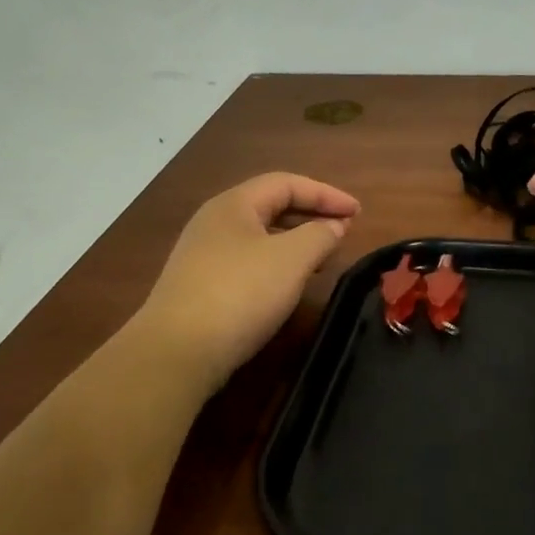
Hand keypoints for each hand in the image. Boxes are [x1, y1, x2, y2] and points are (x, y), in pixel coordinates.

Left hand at [136, 173, 359, 388]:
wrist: (177, 351)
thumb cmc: (240, 293)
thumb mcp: (292, 259)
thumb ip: (320, 235)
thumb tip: (334, 225)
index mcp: (234, 204)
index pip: (286, 183)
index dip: (325, 193)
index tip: (357, 212)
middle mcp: (214, 222)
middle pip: (270, 206)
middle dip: (310, 214)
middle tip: (343, 231)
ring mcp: (203, 255)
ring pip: (259, 236)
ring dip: (295, 241)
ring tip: (323, 258)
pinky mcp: (200, 286)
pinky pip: (248, 261)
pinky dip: (277, 264)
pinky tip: (289, 285)